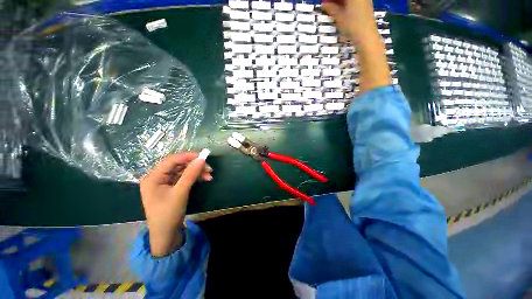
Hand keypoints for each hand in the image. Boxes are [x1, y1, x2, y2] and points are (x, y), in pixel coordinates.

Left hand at [140, 151, 211, 256]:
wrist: (166, 235)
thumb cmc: (168, 215)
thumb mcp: (180, 193)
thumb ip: (191, 174)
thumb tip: (202, 159)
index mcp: (153, 177)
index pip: (171, 160)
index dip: (188, 156)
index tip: (203, 156)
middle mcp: (157, 177)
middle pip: (178, 165)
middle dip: (195, 166)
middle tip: (209, 168)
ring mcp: (165, 182)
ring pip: (183, 171)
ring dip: (197, 172)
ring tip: (209, 175)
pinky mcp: (172, 187)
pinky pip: (185, 177)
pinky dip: (195, 177)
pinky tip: (204, 179)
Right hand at [323, 0, 390, 91]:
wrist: (366, 38)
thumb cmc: (353, 26)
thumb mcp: (339, 17)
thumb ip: (331, 8)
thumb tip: (323, 3)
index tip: (323, 2)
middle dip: (335, 0)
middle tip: (326, 5)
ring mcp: (364, 0)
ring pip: (349, 0)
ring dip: (339, 2)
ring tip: (330, 8)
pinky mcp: (365, 7)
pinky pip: (353, 3)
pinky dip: (345, 5)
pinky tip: (339, 10)